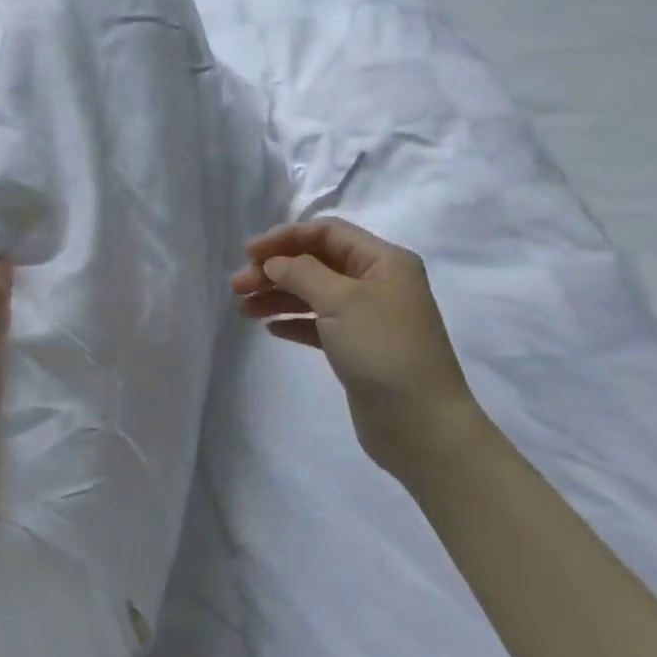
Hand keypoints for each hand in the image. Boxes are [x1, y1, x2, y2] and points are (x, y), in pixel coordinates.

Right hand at [233, 218, 483, 481]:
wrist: (419, 423)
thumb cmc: (383, 349)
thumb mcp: (340, 300)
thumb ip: (301, 273)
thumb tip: (274, 262)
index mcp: (384, 261)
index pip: (327, 233)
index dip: (285, 238)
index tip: (247, 254)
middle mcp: (378, 283)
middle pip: (316, 262)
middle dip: (275, 270)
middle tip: (238, 287)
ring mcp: (368, 316)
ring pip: (313, 294)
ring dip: (278, 296)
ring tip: (244, 309)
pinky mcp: (357, 347)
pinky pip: (318, 324)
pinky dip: (293, 322)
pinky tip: (270, 329)